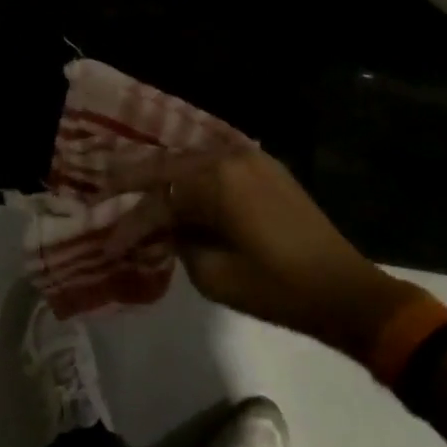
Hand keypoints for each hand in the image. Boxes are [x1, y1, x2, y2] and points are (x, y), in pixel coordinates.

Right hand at [104, 148, 418, 359]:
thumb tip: (172, 228)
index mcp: (216, 182)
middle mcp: (229, 158)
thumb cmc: (277, 288)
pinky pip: (216, 162)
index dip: (131, 223)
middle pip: (170, 166)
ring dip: (164, 172)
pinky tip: (177, 180)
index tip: (109, 244)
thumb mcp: (215, 277)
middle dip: (135, 179)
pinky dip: (192, 172)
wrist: (343, 289)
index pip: (160, 200)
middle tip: (102, 184)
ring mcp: (250, 157)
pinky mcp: (265, 167)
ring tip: (132, 180)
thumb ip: (181, 243)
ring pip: (191, 159)